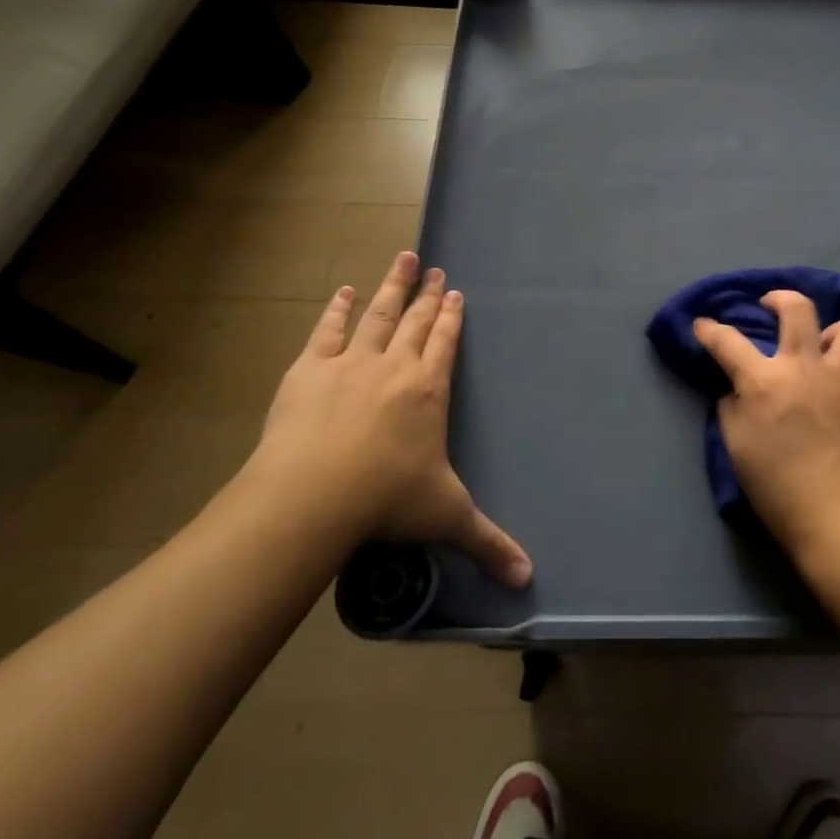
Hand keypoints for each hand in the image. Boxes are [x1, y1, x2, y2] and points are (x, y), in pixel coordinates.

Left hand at [242, 252, 531, 586]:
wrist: (314, 495)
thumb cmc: (387, 500)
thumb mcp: (447, 519)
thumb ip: (489, 543)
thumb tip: (530, 580)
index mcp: (428, 390)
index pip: (445, 342)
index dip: (451, 317)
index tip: (456, 292)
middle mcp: (395, 366)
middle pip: (415, 320)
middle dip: (427, 294)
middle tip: (435, 268)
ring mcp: (350, 362)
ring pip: (377, 314)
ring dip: (391, 285)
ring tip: (403, 258)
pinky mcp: (309, 369)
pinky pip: (328, 331)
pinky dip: (337, 309)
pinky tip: (344, 291)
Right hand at [693, 290, 839, 560]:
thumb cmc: (781, 491)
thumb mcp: (738, 450)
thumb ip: (732, 409)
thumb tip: (737, 390)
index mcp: (764, 382)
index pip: (728, 342)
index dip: (710, 329)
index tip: (703, 324)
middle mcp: (805, 367)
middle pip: (796, 308)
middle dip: (778, 298)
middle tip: (770, 306)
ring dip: (832, 329)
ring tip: (823, 345)